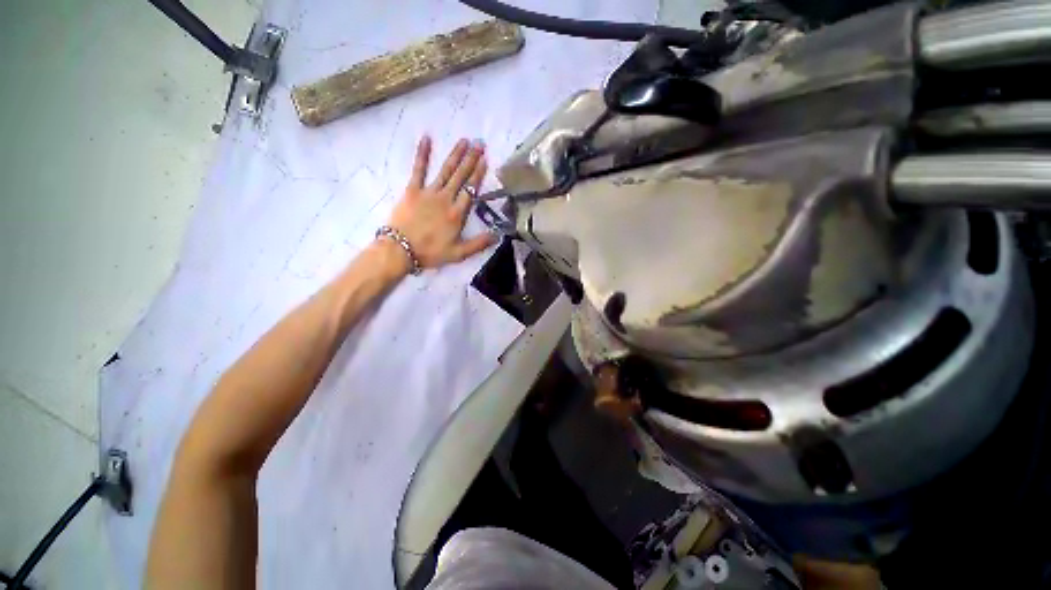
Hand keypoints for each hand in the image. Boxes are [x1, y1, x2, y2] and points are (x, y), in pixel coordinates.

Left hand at [385, 136, 496, 269]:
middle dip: (471, 159)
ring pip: (445, 171)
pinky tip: (427, 138)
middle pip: (461, 177)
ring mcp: (428, 193)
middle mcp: (445, 199)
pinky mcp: (412, 190)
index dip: (478, 175)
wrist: (401, 250)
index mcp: (457, 214)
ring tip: (464, 141)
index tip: (485, 160)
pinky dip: (423, 154)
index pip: (471, 191)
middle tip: (479, 143)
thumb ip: (479, 244)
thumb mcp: (459, 253)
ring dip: (455, 155)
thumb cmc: (431, 253)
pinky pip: (418, 169)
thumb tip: (498, 235)